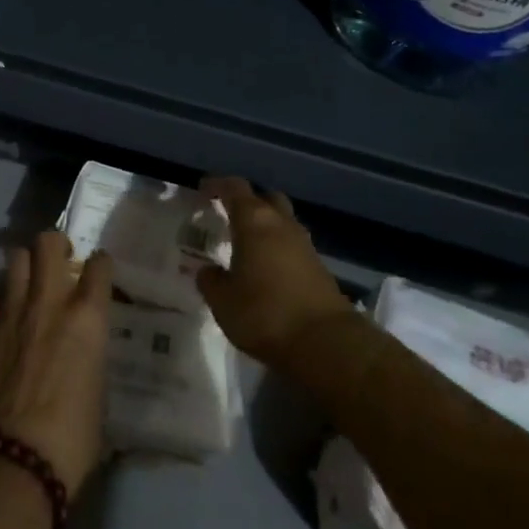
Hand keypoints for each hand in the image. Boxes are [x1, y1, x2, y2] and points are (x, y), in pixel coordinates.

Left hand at [0, 232, 112, 494]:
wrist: (9, 463)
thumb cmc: (69, 441)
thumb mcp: (97, 396)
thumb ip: (90, 359)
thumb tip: (83, 356)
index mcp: (86, 318)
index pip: (99, 265)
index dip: (100, 264)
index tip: (98, 272)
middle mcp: (48, 302)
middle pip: (48, 242)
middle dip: (55, 245)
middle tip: (59, 264)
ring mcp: (10, 312)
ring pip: (15, 258)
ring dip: (25, 267)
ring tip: (28, 286)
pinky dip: (0, 300)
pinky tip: (4, 318)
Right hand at [195, 177, 354, 373]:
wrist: (326, 343)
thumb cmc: (265, 314)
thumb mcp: (224, 302)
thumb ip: (211, 282)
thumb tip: (207, 271)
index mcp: (254, 221)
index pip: (234, 188)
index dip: (217, 185)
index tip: (203, 189)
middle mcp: (281, 223)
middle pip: (265, 198)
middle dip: (248, 202)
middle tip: (229, 216)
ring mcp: (304, 244)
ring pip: (283, 221)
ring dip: (266, 227)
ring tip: (248, 245)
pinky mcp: (319, 267)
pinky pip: (293, 246)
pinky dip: (279, 249)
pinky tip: (268, 269)